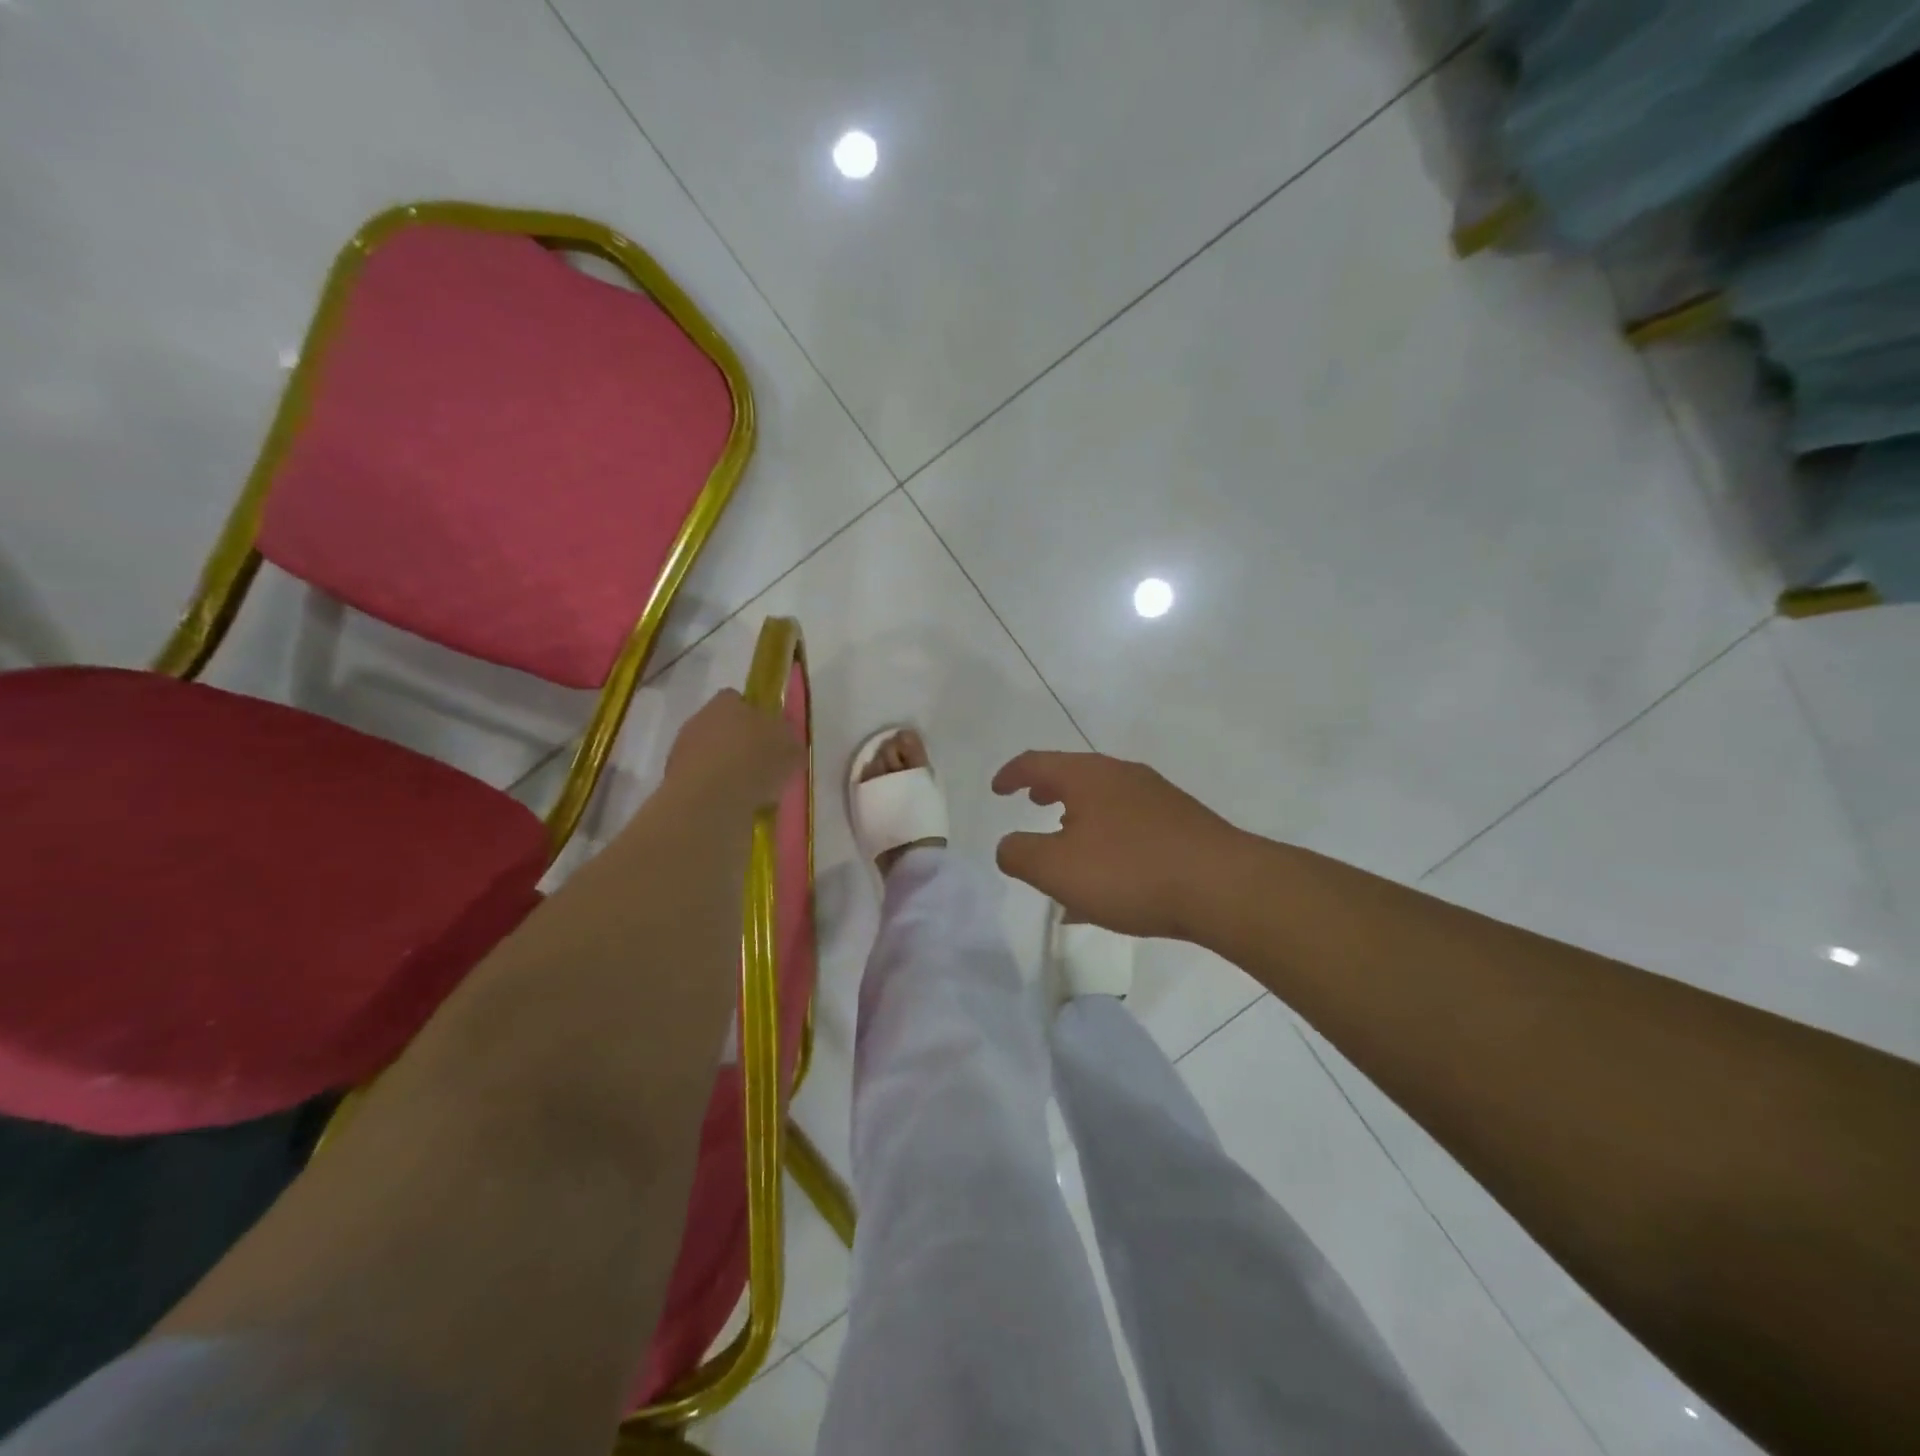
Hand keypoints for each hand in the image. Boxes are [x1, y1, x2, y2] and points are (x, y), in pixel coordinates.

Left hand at [663, 689, 802, 815]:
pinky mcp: (674, 781)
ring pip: (711, 755)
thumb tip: (785, 742)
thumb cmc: (755, 762)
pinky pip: (703, 782)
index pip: (737, 699)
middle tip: (762, 766)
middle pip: (722, 727)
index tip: (769, 735)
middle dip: (739, 744)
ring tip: (751, 792)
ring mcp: (682, 750)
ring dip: (727, 769)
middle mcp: (700, 719)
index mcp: (726, 702)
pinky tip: (733, 806)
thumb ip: (788, 741)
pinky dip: (716, 791)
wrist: (710, 800)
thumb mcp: (791, 749)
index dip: (754, 715)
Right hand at [992, 751, 1243, 939]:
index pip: (1038, 762)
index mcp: (1088, 776)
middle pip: (1076, 776)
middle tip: (1032, 804)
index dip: (1012, 774)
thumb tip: (1008, 845)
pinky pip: (1131, 828)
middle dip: (1049, 791)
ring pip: (1106, 803)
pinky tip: (1109, 886)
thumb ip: (1019, 854)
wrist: (1224, 887)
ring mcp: (1158, 799)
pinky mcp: (1183, 825)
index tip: (997, 789)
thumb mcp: (1057, 868)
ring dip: (1079, 820)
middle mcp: (1123, 776)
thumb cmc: (1130, 871)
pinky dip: (1107, 845)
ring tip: (1067, 850)